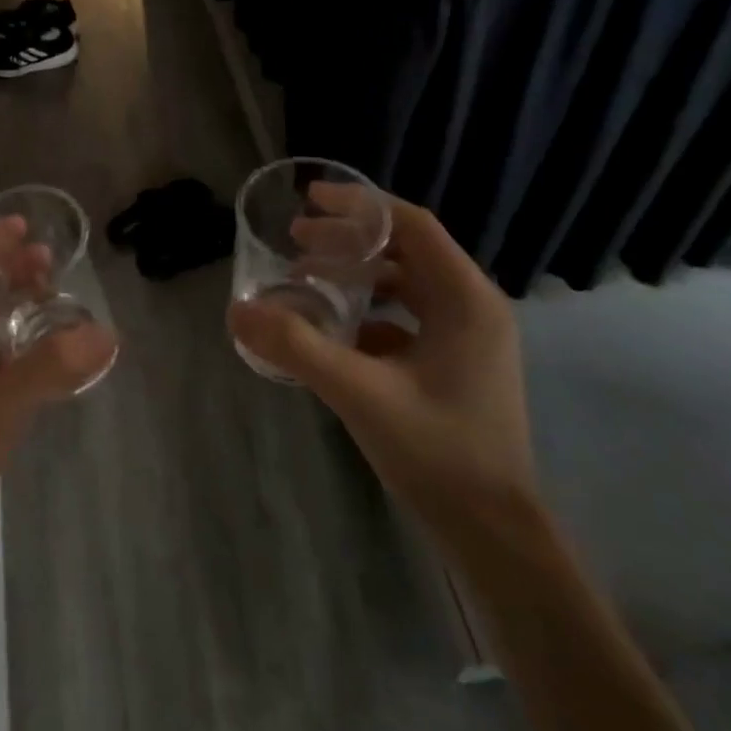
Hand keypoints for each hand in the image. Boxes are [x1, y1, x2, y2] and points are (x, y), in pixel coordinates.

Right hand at [229, 190, 533, 534]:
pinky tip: (332, 330)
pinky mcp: (456, 364)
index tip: (311, 199)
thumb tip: (239, 309)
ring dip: (357, 276)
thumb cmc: (437, 452)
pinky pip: (407, 318)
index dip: (361, 206)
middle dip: (349, 241)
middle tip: (295, 242)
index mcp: (465, 299)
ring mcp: (468, 338)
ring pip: (406, 285)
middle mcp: (473, 307)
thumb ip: (297, 346)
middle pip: (407, 250)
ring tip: (307, 280)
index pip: (413, 225)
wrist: (492, 531)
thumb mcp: (359, 392)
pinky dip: (368, 312)